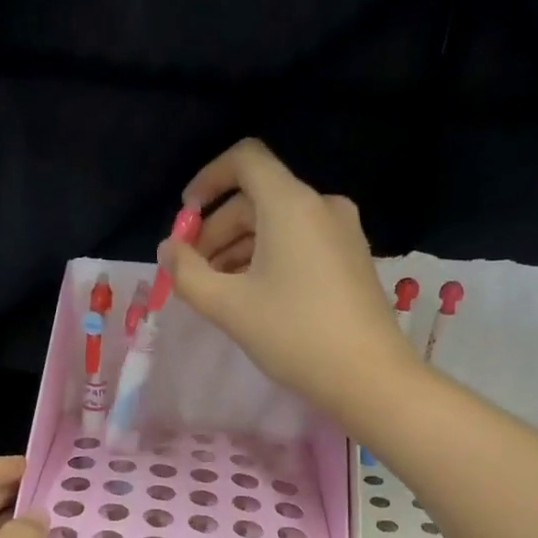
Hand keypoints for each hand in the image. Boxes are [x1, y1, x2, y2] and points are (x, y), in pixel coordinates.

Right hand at [158, 139, 419, 421]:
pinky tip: (252, 295)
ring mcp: (342, 232)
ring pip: (278, 223)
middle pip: (257, 197)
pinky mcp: (351, 258)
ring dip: (240, 248)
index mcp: (291, 204)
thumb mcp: (229, 306)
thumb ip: (187, 273)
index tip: (186, 217)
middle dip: (217, 229)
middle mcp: (321, 206)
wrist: (369, 376)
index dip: (208, 180)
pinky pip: (300, 242)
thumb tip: (168, 250)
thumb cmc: (294, 334)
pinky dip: (268, 257)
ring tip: (217, 290)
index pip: (245, 160)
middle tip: (193, 271)